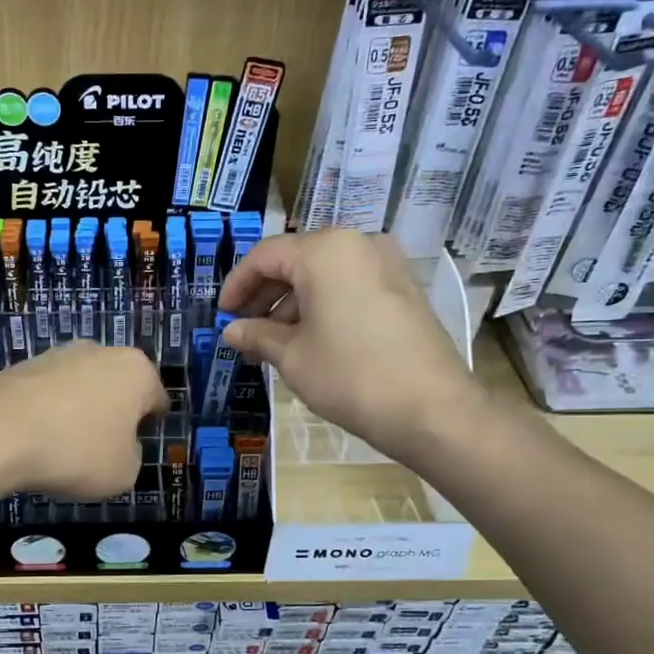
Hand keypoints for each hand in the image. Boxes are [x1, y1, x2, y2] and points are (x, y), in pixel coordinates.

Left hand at [0, 342, 167, 498]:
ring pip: (83, 386)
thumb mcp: (124, 473)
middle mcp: (102, 351)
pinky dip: (49, 410)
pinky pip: (50, 391)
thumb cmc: (76, 452)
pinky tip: (37, 437)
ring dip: (80, 410)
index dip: (149, 428)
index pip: (157, 399)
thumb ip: (133, 456)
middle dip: (114, 413)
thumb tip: (120, 445)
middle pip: (119, 387)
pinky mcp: (25, 363)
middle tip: (101, 448)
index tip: (134, 450)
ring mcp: (60, 353)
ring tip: (64, 445)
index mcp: (137, 371)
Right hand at [218, 229, 484, 460]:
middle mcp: (358, 244)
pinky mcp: (404, 289)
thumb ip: (257, 335)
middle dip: (265, 296)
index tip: (222, 316)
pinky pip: (350, 286)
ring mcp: (387, 264)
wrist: (431, 409)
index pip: (265, 256)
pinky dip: (324, 306)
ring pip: (324, 275)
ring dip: (293, 304)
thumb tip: (231, 331)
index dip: (236, 285)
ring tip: (274, 344)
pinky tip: (310, 341)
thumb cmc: (350, 375)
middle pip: (296, 261)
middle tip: (244, 331)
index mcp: (325, 250)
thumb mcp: (293, 356)